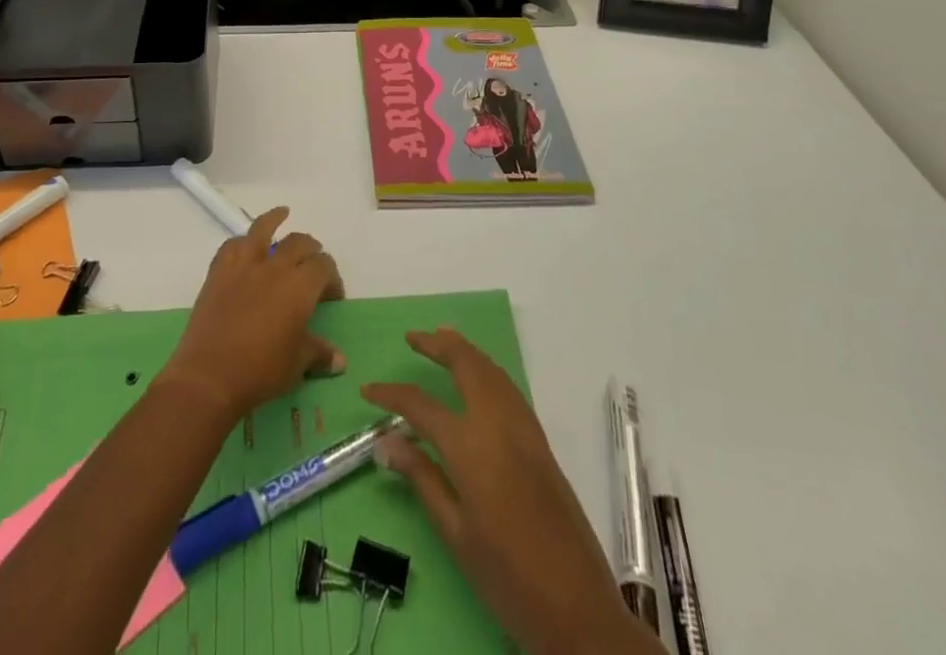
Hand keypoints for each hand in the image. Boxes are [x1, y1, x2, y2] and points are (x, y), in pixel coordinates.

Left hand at [157, 208, 344, 423]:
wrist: (209, 376)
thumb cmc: (261, 371)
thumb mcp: (297, 364)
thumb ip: (319, 353)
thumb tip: (340, 360)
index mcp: (300, 286)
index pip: (324, 266)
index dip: (332, 277)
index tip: (332, 295)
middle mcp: (275, 267)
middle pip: (299, 243)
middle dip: (311, 249)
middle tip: (313, 263)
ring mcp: (244, 265)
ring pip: (263, 229)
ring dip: (275, 219)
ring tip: (282, 213)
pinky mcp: (219, 272)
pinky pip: (232, 245)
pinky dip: (242, 242)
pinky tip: (245, 245)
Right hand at [364, 329, 657, 654]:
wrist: (578, 608)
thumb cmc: (508, 577)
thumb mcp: (455, 535)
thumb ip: (422, 479)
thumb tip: (386, 442)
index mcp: (469, 446)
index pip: (419, 405)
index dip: (390, 394)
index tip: (367, 389)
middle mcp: (496, 423)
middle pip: (465, 364)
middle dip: (437, 345)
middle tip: (413, 337)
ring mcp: (523, 428)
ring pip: (491, 370)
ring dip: (465, 350)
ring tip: (443, 339)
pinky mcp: (540, 441)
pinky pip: (508, 387)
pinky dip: (487, 369)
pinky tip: (479, 377)